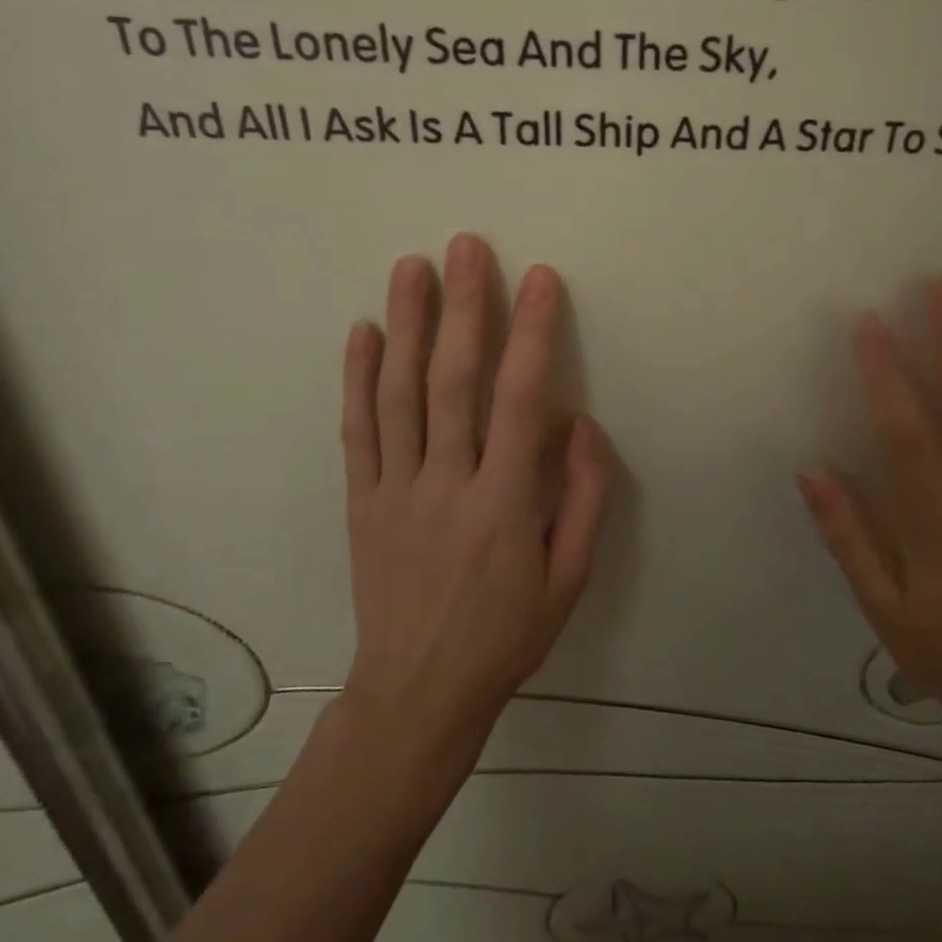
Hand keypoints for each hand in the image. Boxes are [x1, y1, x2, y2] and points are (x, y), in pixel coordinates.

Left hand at [340, 234, 607, 765]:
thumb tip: (581, 424)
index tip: (541, 279)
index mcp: (504, 504)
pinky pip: (356, 432)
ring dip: (407, 325)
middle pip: (452, 382)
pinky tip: (363, 330)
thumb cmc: (507, 635)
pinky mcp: (360, 502)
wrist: (416, 695)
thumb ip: (585, 497)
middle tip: (467, 246)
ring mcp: (394, 490)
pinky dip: (357, 377)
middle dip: (463, 308)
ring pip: (399, 395)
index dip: (534, 334)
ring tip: (412, 266)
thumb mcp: (571, 579)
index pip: (521, 400)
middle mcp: (446, 485)